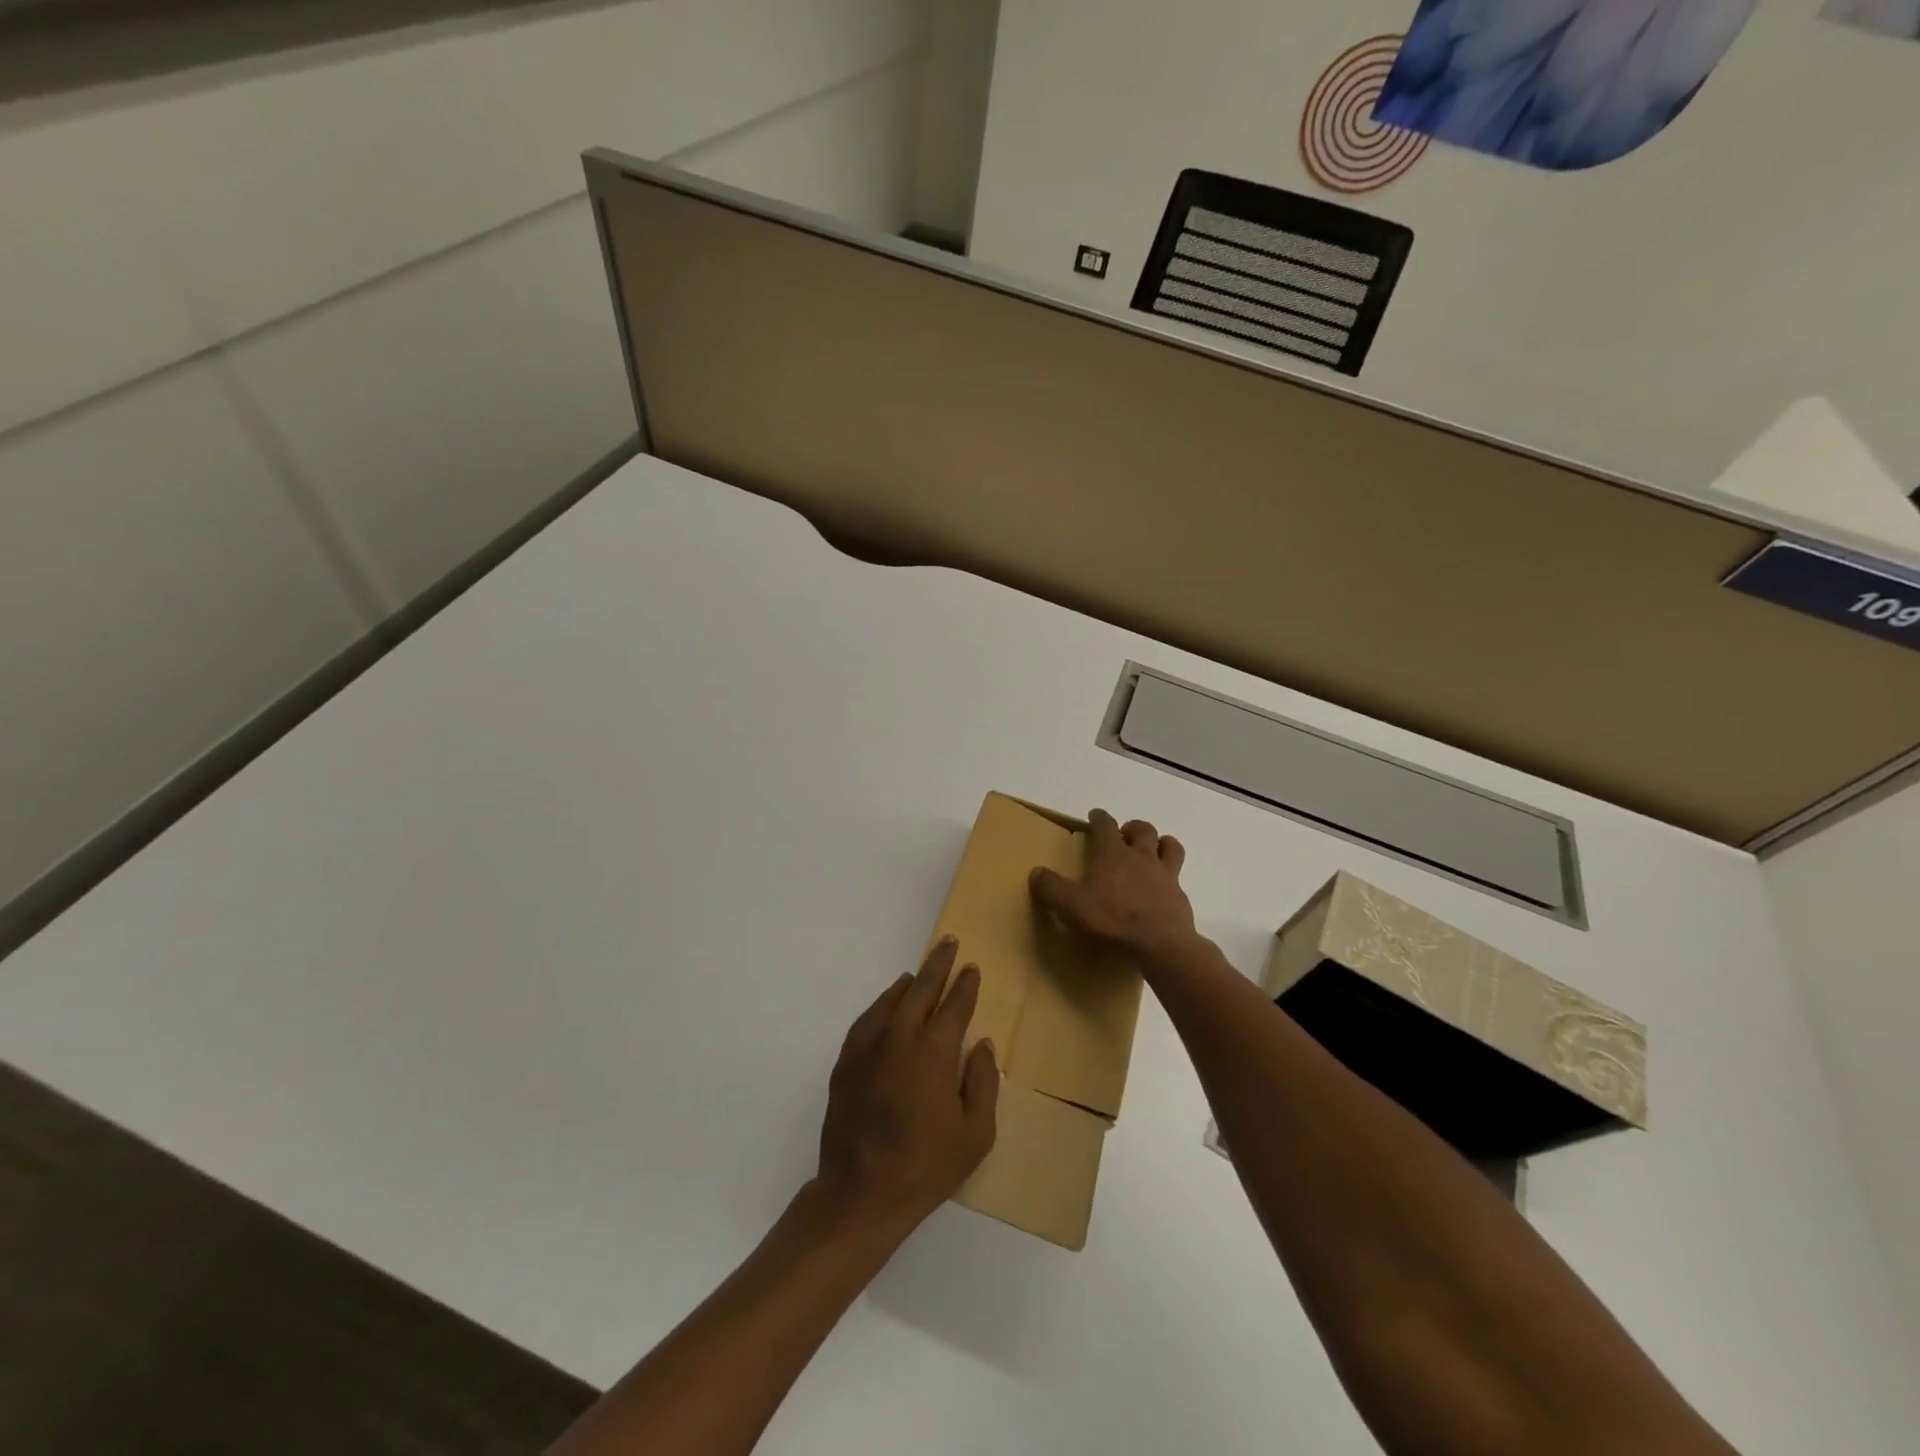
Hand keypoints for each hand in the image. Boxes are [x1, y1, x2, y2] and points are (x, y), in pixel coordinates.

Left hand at [815, 938, 999, 1236]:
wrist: (861, 1192)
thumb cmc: (926, 1166)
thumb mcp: (975, 1133)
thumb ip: (983, 1083)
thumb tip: (983, 1045)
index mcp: (934, 1051)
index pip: (954, 1005)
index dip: (965, 985)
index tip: (971, 968)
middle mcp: (900, 1038)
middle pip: (921, 990)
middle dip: (937, 965)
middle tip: (947, 944)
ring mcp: (868, 1048)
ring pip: (890, 1001)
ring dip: (908, 984)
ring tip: (918, 974)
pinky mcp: (846, 1063)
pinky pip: (866, 1021)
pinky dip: (880, 1006)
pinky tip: (886, 1007)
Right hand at [1030, 809, 1199, 969]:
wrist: (1160, 946)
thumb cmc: (1112, 921)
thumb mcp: (1071, 907)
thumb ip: (1052, 888)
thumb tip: (1036, 872)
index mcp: (1112, 854)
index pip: (1105, 825)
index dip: (1099, 818)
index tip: (1095, 815)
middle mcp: (1141, 857)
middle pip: (1142, 829)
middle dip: (1132, 828)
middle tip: (1124, 836)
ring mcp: (1164, 874)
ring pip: (1169, 845)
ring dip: (1160, 843)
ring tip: (1151, 851)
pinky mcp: (1179, 895)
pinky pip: (1177, 876)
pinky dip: (1170, 876)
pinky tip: (1163, 888)